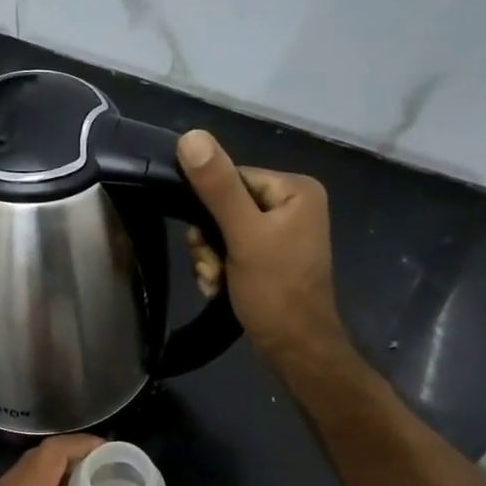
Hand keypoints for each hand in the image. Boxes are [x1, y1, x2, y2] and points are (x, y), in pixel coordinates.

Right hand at [177, 130, 343, 364]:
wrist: (295, 349)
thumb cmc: (274, 291)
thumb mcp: (242, 235)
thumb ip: (216, 187)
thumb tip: (190, 136)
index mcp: (294, 189)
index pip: (231, 177)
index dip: (209, 210)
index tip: (206, 243)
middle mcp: (292, 205)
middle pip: (224, 206)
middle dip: (209, 241)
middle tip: (213, 268)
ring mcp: (283, 233)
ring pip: (222, 232)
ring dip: (210, 259)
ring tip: (217, 282)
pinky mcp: (273, 258)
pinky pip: (233, 251)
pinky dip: (221, 270)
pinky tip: (221, 288)